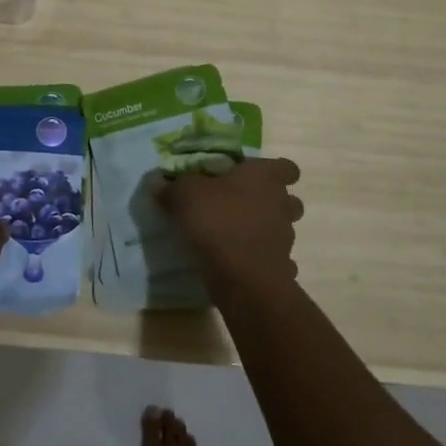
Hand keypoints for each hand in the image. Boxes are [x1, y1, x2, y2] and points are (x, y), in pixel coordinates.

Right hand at [159, 157, 304, 303]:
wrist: (242, 278)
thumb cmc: (217, 222)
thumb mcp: (184, 195)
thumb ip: (172, 186)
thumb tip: (157, 180)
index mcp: (265, 178)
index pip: (286, 167)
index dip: (272, 171)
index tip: (250, 177)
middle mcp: (282, 204)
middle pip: (288, 199)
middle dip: (269, 202)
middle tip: (240, 206)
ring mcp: (286, 238)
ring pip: (282, 229)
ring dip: (265, 231)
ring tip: (237, 237)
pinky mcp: (282, 268)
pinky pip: (275, 260)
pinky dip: (262, 261)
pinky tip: (241, 264)